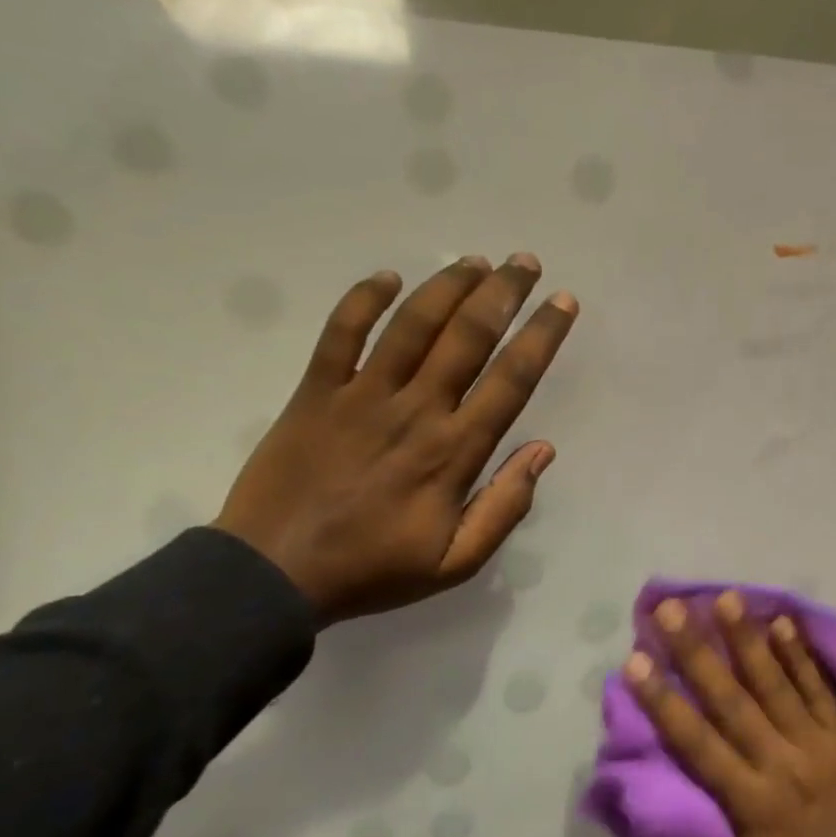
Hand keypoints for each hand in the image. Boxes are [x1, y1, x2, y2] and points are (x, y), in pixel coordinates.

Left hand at [213, 254, 577, 625]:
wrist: (272, 575)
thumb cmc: (372, 569)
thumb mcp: (456, 563)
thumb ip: (505, 507)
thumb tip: (543, 451)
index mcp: (454, 451)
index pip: (511, 380)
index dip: (542, 336)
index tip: (563, 303)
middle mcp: (415, 410)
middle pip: (468, 337)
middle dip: (503, 292)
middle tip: (524, 261)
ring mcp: (361, 396)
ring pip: (412, 324)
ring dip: (448, 286)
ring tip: (475, 261)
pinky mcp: (315, 392)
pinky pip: (341, 334)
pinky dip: (363, 300)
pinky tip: (388, 277)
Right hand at [627, 592, 835, 836]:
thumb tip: (660, 824)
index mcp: (751, 802)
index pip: (698, 742)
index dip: (663, 701)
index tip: (635, 662)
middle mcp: (779, 760)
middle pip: (732, 698)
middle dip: (697, 651)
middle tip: (670, 610)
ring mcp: (815, 742)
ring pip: (775, 682)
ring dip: (747, 638)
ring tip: (725, 598)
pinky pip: (819, 688)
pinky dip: (801, 655)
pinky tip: (784, 621)